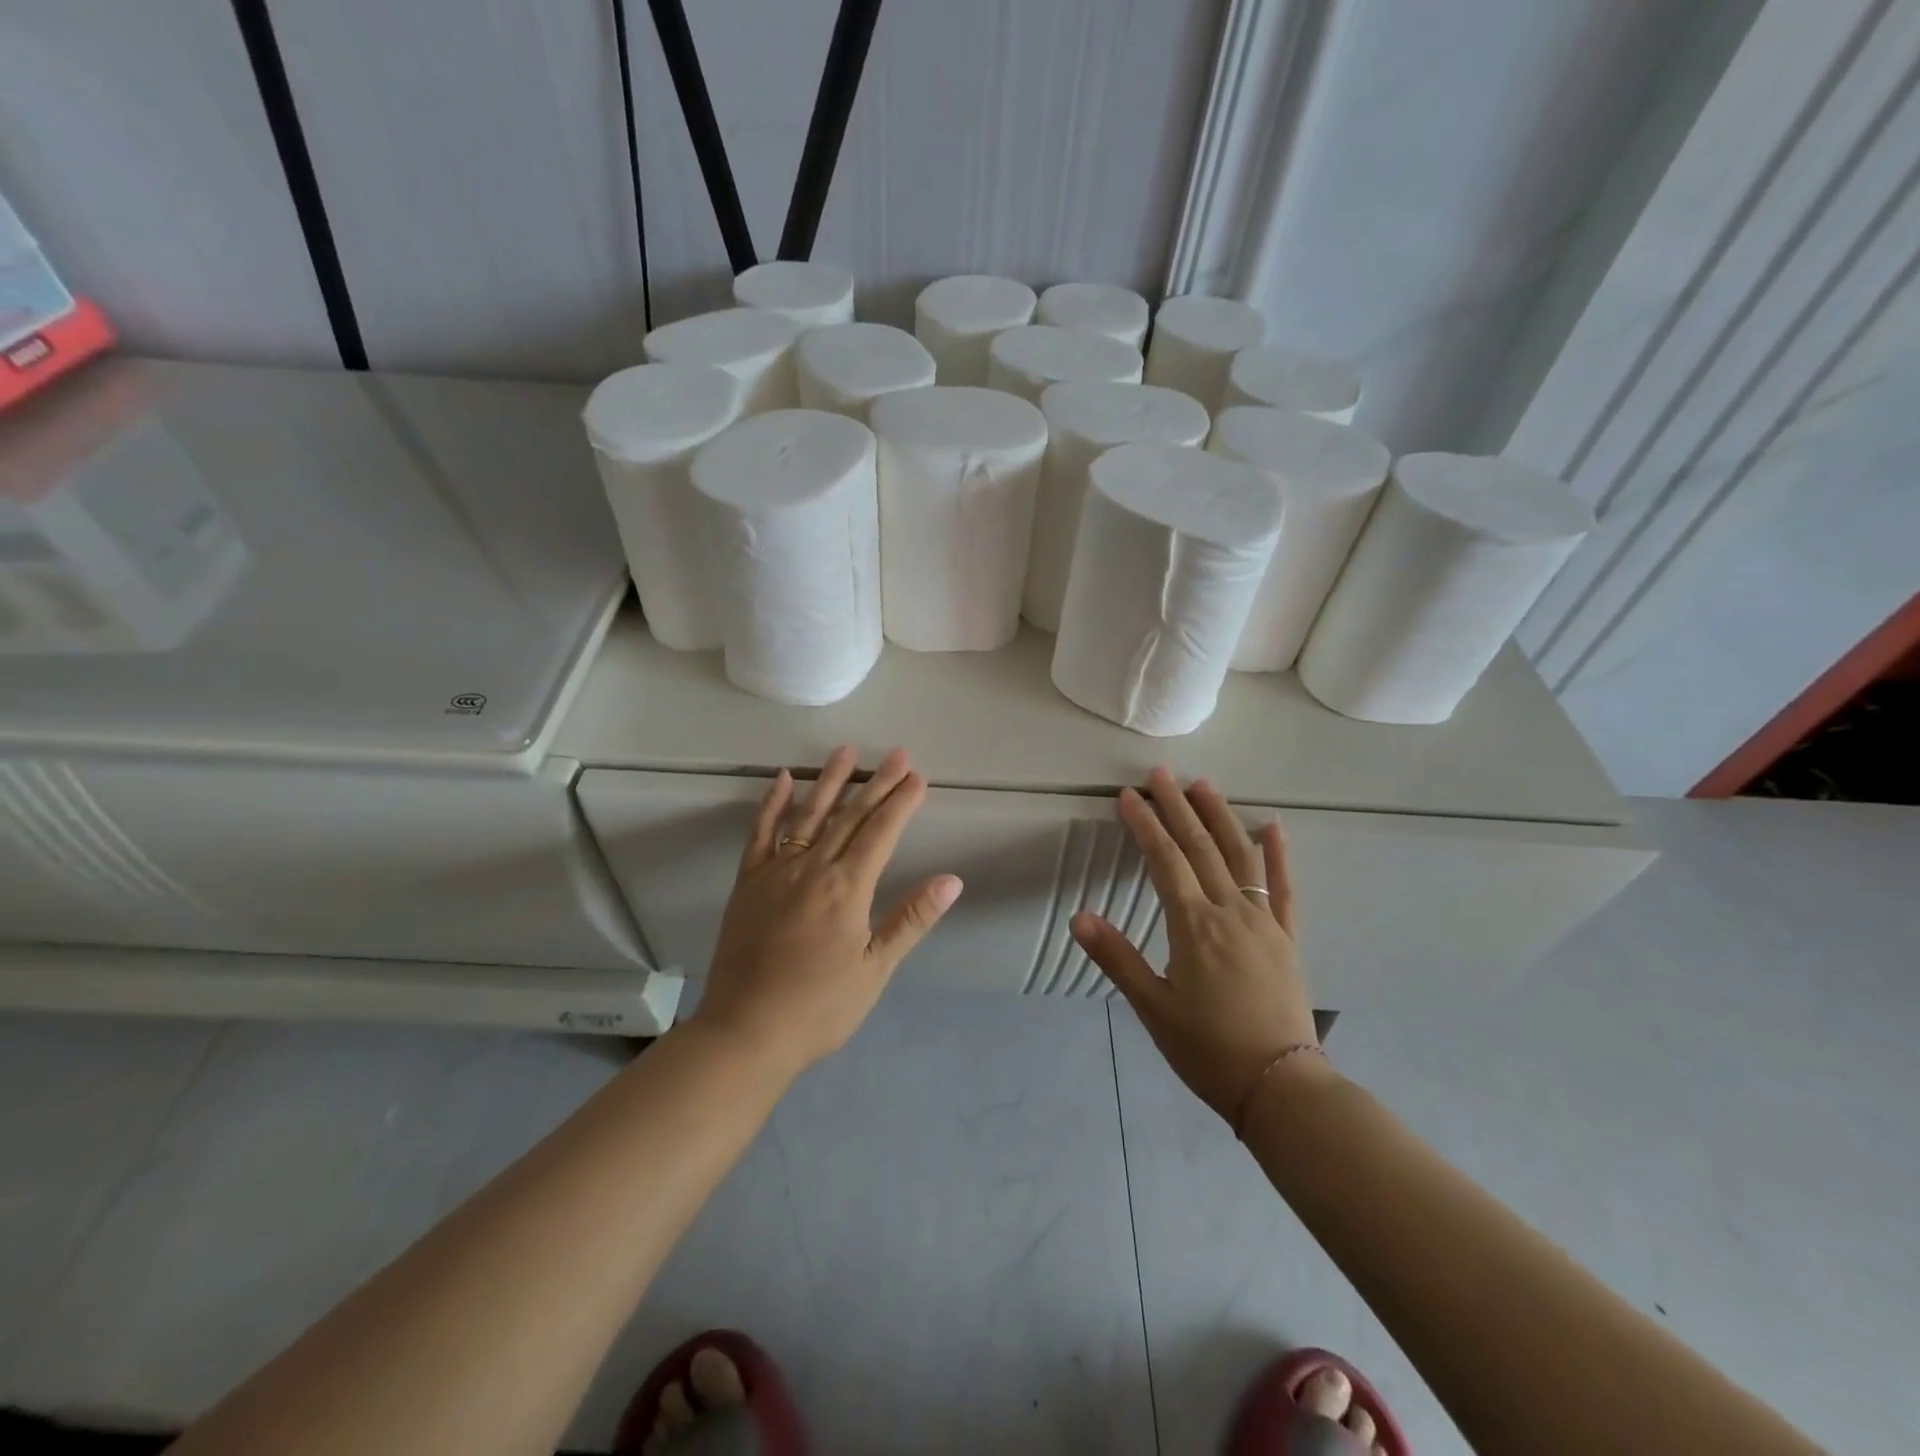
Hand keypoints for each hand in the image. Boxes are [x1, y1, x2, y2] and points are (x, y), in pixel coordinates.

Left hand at [692, 746, 962, 1078]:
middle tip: (898, 754)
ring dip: (831, 781)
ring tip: (848, 751)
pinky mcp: (747, 883)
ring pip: (808, 815)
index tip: (918, 777)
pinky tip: (781, 779)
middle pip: (851, 816)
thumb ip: (911, 919)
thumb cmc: (820, 1007)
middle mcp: (813, 868)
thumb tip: (951, 880)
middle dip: (877, 783)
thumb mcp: (875, 970)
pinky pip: (760, 834)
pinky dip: (772, 804)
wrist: (746, 1031)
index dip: (902, 803)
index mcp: (847, 888)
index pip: (881, 832)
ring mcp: (776, 872)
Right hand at [1072, 767, 1324, 1123]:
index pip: (1164, 861)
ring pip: (1241, 856)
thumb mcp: (1153, 1009)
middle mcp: (1231, 912)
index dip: (1145, 825)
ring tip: (1203, 784)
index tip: (1128, 796)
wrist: (1282, 1088)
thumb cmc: (1208, 1050)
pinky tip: (1273, 825)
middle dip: (1178, 807)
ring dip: (1220, 817)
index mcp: (1194, 926)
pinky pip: (1284, 887)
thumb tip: (1078, 916)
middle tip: (1161, 773)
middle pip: (1200, 847)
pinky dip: (1278, 854)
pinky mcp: (1288, 937)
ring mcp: (1264, 922)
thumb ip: (1117, 958)